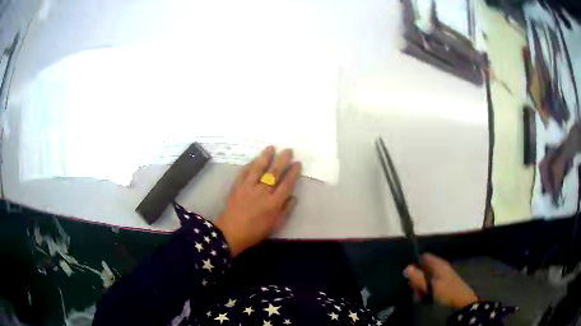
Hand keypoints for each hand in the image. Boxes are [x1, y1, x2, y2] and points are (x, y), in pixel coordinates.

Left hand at [215, 146, 301, 256]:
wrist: (230, 233)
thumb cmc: (255, 232)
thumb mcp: (275, 225)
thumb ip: (285, 210)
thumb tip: (293, 197)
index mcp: (273, 203)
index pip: (286, 184)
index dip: (293, 172)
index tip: (297, 163)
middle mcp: (262, 192)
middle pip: (274, 172)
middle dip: (282, 160)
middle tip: (288, 150)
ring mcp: (248, 187)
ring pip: (258, 168)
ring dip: (266, 157)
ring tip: (271, 147)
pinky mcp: (236, 186)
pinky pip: (244, 172)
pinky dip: (250, 164)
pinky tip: (254, 159)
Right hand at [406, 254, 477, 308]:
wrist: (462, 300)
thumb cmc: (446, 292)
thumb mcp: (430, 287)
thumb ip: (418, 278)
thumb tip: (407, 267)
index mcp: (438, 264)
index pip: (423, 257)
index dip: (415, 263)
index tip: (408, 275)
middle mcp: (440, 266)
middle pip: (423, 268)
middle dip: (417, 278)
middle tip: (415, 289)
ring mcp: (442, 274)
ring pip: (426, 276)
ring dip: (421, 285)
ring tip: (420, 295)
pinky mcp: (443, 281)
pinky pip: (431, 282)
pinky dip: (426, 288)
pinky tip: (426, 296)